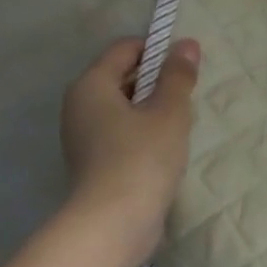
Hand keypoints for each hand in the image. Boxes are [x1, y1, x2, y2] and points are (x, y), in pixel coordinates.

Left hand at [60, 36, 199, 259]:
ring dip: (152, 107)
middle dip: (156, 79)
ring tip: (180, 122)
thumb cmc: (142, 156)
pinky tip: (166, 146)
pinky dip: (143, 130)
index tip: (186, 67)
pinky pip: (121, 130)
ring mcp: (83, 136)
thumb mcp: (169, 110)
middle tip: (187, 95)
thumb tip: (186, 44)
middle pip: (121, 75)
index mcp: (91, 85)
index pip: (125, 49)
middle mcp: (79, 105)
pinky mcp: (93, 161)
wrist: (115, 222)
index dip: (157, 50)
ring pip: (123, 105)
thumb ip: (178, 75)